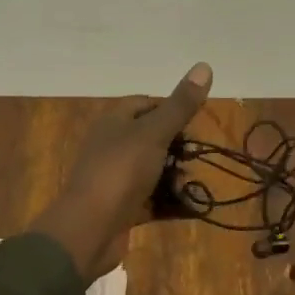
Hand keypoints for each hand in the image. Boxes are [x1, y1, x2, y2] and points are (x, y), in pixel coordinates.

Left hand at [29, 63, 213, 280]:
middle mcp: (113, 147)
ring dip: (176, 177)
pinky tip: (190, 207)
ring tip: (193, 186)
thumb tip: (204, 65)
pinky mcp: (123, 208)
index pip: (145, 104)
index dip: (171, 109)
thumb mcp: (154, 133)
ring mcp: (116, 179)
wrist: (89, 229)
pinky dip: (170, 202)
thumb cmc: (120, 171)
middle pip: (152, 139)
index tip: (194, 124)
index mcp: (114, 122)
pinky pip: (152, 200)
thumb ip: (180, 105)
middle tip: (196, 158)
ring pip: (154, 171)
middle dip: (178, 148)